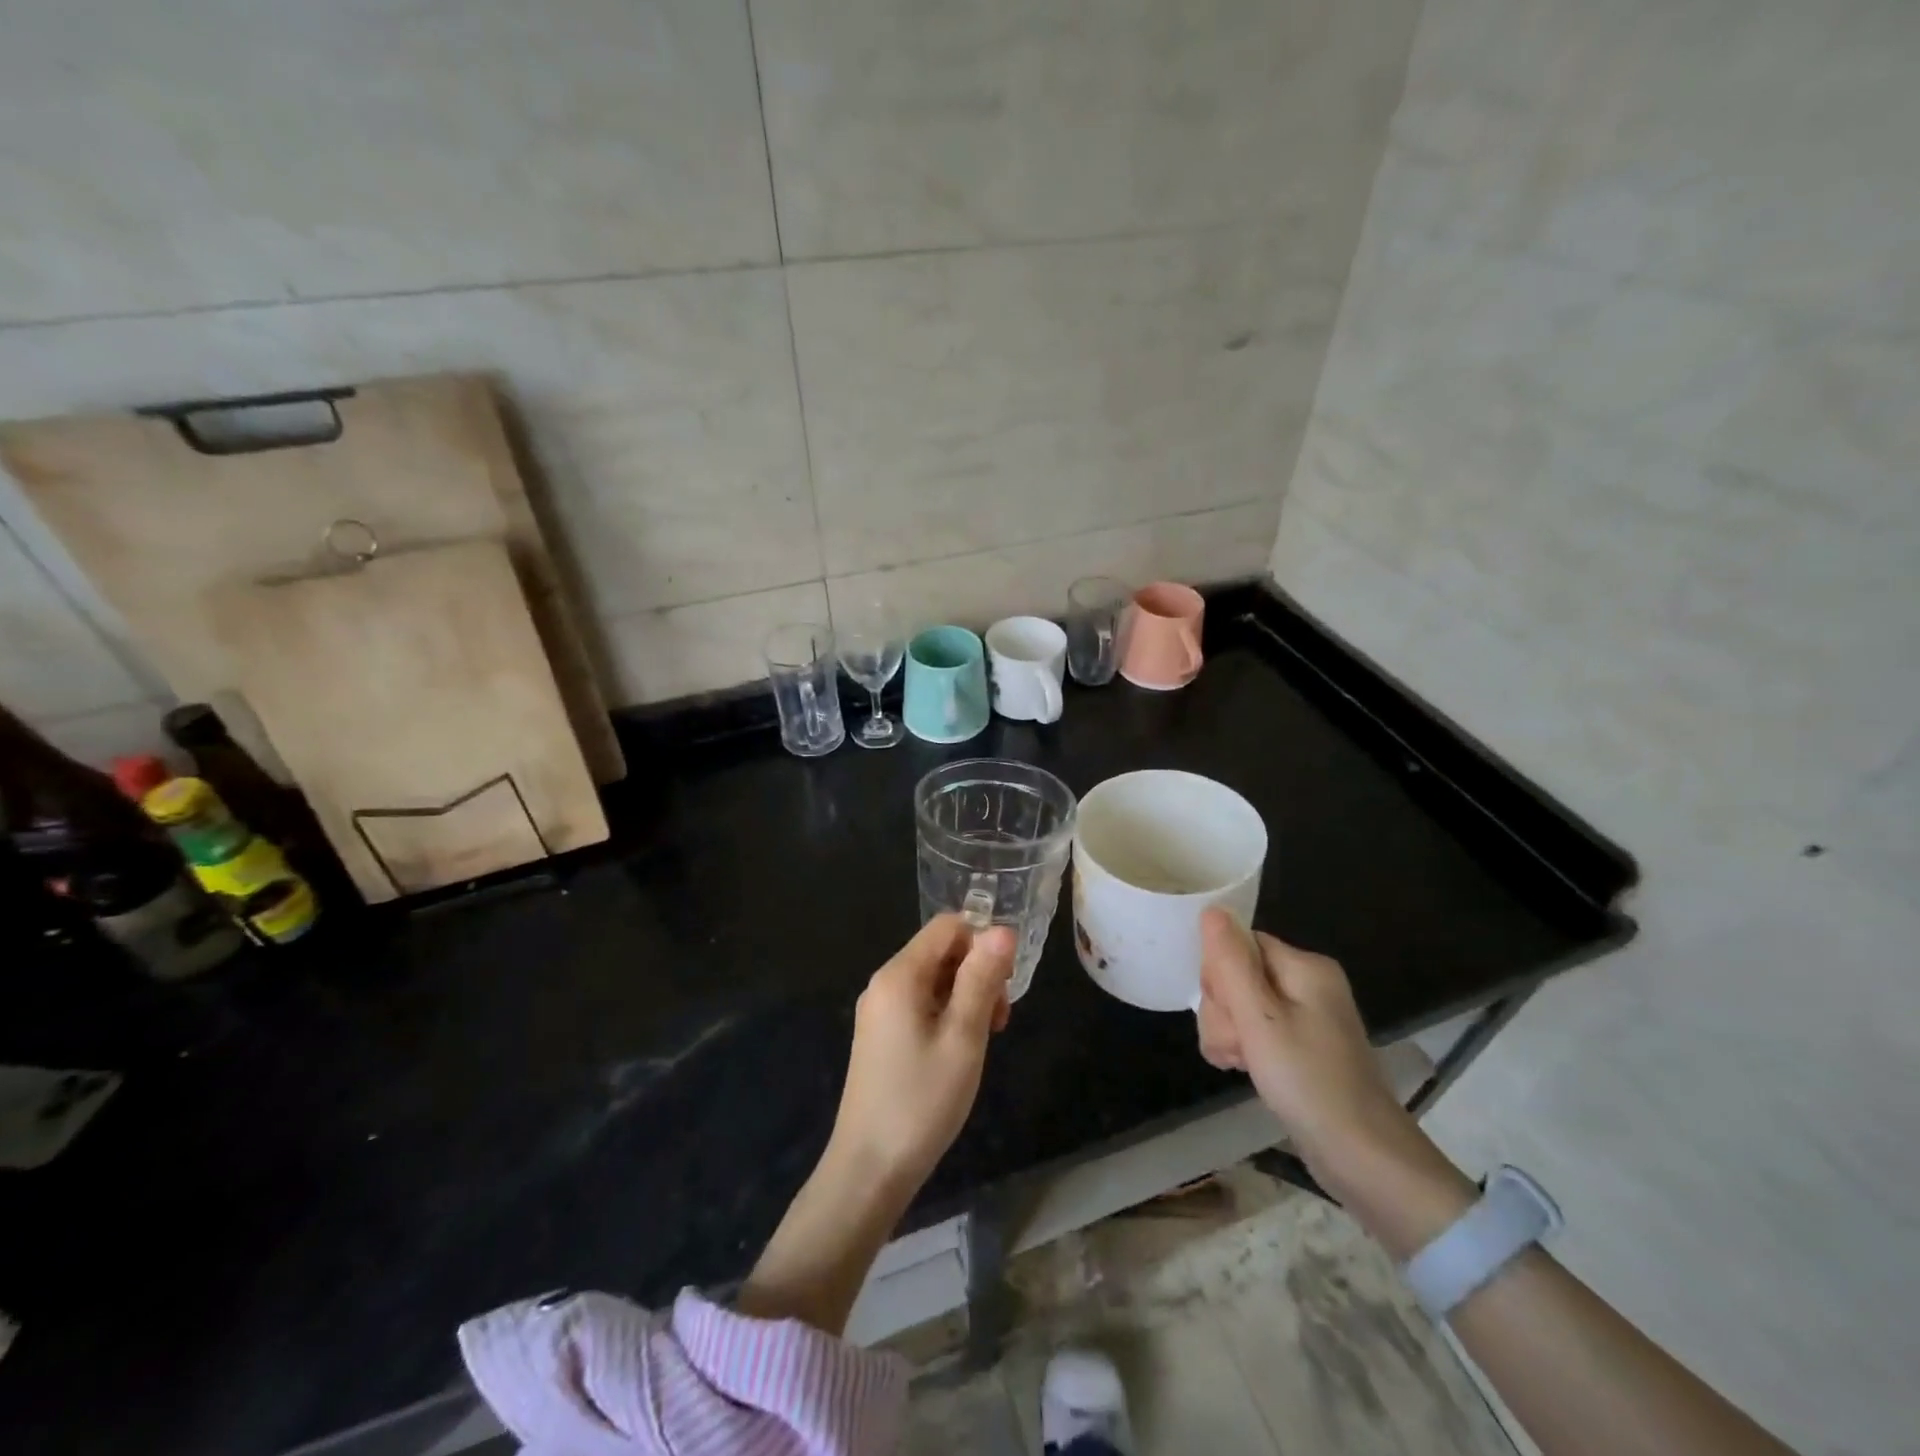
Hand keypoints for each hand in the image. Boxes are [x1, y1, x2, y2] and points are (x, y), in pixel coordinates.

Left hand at [827, 915, 1016, 1196]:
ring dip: (966, 997)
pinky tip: (958, 1050)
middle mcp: (884, 982)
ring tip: (982, 1040)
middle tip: (997, 1023)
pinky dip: (947, 1015)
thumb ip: (982, 979)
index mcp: (900, 974)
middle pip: (941, 951)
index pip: (948, 926)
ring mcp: (879, 1009)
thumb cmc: (922, 1101)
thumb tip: (1002, 929)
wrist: (869, 1169)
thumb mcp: (963, 1037)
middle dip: (977, 973)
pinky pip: (920, 1003)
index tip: (1004, 987)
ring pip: (934, 979)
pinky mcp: (880, 1034)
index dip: (983, 944)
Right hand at [1196, 908, 1452, 1208]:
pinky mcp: (1300, 1047)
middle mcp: (1307, 984)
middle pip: (1237, 974)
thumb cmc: (1309, 1082)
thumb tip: (1212, 910)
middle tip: (1240, 1045)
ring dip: (1227, 1032)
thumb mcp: (1260, 1020)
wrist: (1363, 1159)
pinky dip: (1243, 1048)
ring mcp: (1305, 1017)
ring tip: (1241, 1063)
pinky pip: (1254, 1031)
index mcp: (1305, 967)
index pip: (1239, 945)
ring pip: (1239, 1005)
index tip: (1228, 1011)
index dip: (1220, 974)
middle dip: (1223, 1010)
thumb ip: (1231, 964)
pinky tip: (1245, 1069)